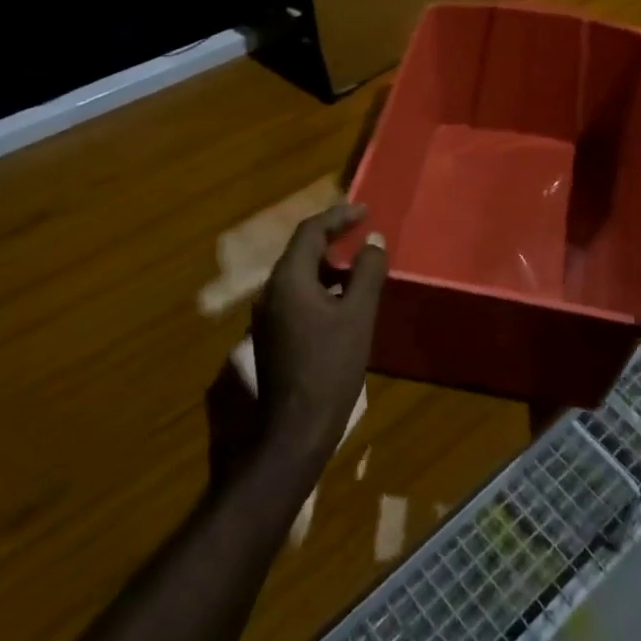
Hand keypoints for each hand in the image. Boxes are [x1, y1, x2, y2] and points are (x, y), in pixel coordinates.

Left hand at [251, 204, 386, 465]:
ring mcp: (267, 316)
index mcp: (288, 280)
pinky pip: (296, 296)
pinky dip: (319, 287)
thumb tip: (374, 240)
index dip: (338, 216)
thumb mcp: (358, 316)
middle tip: (361, 233)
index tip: (364, 210)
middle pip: (300, 251)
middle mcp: (270, 292)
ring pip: (298, 275)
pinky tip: (342, 301)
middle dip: (331, 238)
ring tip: (358, 265)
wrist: (295, 430)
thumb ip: (367, 273)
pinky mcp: (271, 336)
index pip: (310, 232)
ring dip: (326, 264)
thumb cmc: (330, 367)